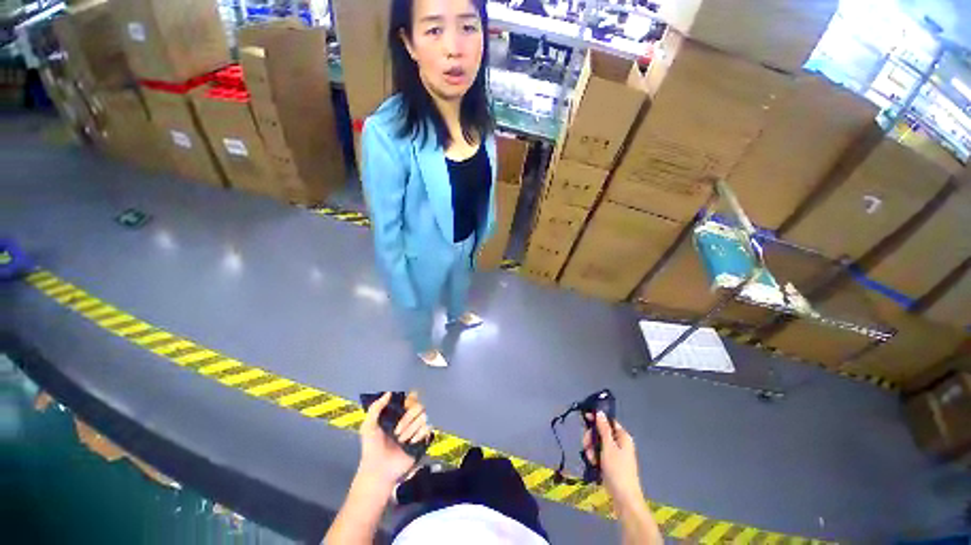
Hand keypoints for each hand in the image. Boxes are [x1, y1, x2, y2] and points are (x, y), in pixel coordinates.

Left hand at [357, 392, 431, 488]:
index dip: (409, 400)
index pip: (412, 397)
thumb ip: (376, 408)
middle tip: (396, 432)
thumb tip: (389, 392)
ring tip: (401, 440)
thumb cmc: (372, 448)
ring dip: (411, 429)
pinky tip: (411, 442)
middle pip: (419, 406)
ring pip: (424, 417)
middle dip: (408, 418)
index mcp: (399, 412)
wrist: (379, 470)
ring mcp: (417, 428)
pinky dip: (419, 434)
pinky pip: (428, 428)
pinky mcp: (423, 439)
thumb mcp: (368, 426)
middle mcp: (410, 418)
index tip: (402, 407)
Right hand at [584, 413, 643, 504]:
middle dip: (591, 438)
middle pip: (601, 432)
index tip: (585, 418)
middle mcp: (619, 443)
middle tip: (587, 445)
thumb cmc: (618, 470)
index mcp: (622, 436)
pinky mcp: (610, 463)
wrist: (624, 498)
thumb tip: (600, 412)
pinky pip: (598, 454)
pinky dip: (594, 457)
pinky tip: (593, 464)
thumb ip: (603, 428)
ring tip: (591, 459)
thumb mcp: (608, 447)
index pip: (608, 421)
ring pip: (597, 443)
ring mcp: (614, 454)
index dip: (596, 419)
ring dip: (591, 449)